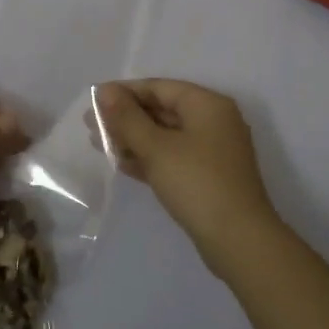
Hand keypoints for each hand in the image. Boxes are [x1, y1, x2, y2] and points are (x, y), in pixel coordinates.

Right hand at [96, 79, 279, 271]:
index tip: (93, 101)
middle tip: (90, 125)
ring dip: (133, 139)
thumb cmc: (197, 183)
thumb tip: (104, 91)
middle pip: (162, 109)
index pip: (159, 87)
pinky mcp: (208, 177)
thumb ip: (127, 118)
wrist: (239, 241)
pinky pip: (172, 157)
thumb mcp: (156, 148)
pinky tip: (121, 164)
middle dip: (125, 117)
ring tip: (97, 144)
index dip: (124, 92)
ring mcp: (212, 151)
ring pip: (165, 136)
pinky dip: (149, 158)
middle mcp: (213, 121)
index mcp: (207, 105)